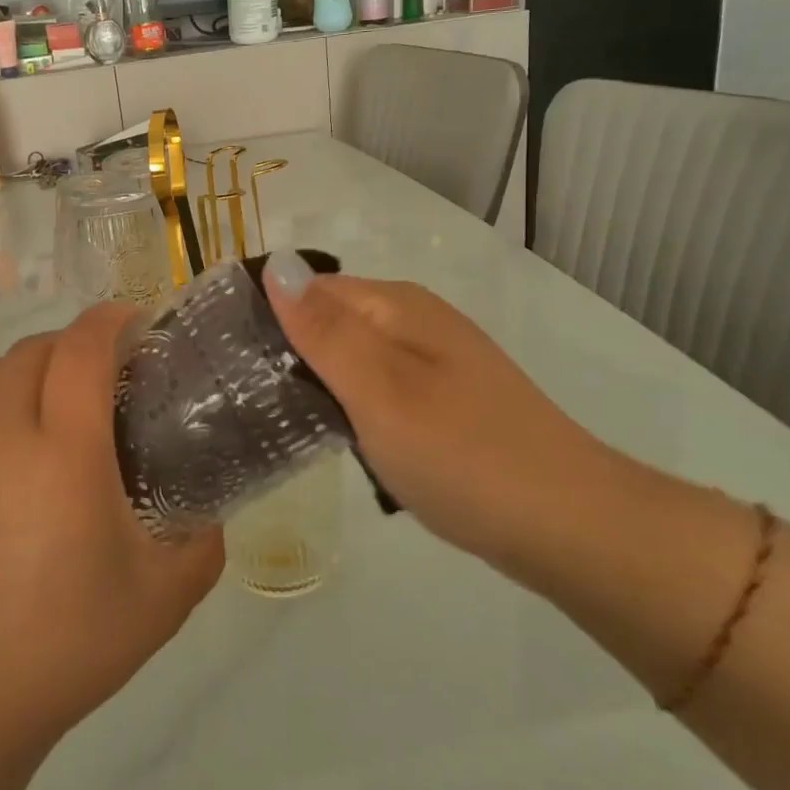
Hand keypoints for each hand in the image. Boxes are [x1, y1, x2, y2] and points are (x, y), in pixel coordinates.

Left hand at [0, 304, 223, 764]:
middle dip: (78, 347)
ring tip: (50, 402)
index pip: (84, 349)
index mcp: (64, 455)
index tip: (137, 326)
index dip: (113, 321)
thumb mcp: (164, 598)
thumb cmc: (64, 647)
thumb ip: (204, 540)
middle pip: (38, 348)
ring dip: (31, 365)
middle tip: (106, 382)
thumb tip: (210, 504)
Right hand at [262, 252, 600, 573]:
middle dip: (288, 351)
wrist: (567, 525)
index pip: (309, 289)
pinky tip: (335, 436)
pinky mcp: (444, 404)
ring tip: (274, 418)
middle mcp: (416, 323)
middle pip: (330, 320)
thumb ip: (324, 330)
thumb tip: (274, 264)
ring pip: (352, 358)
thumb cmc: (462, 453)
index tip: (222, 359)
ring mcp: (434, 364)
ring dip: (316, 382)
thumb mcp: (379, 389)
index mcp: (398, 306)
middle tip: (242, 397)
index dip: (266, 316)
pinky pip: (377, 389)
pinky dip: (350, 406)